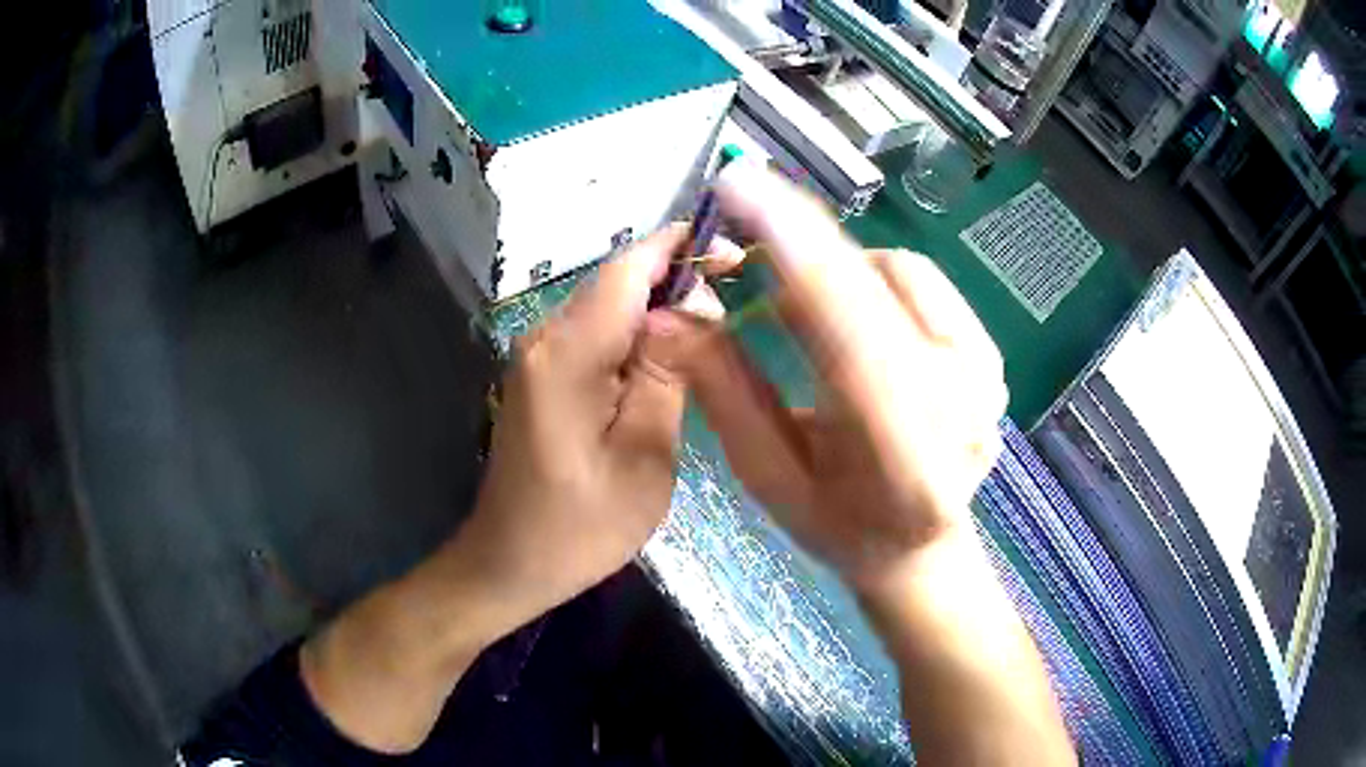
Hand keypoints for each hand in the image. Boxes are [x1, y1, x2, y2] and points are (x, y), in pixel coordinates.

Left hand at [300, 225, 740, 754]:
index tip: (734, 250)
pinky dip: (636, 332)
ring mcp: (537, 356)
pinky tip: (671, 352)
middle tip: (739, 290)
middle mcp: (545, 338)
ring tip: (717, 318)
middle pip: (617, 282)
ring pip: (608, 306)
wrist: (508, 562)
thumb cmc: (580, 527)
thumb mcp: (644, 457)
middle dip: (677, 275)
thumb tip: (689, 307)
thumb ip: (668, 374)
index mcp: (569, 353)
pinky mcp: (541, 376)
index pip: (628, 269)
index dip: (680, 247)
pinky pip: (595, 334)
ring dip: (659, 304)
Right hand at [666, 164, 1007, 594]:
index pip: (847, 322)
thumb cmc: (839, 527)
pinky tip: (855, 321)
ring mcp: (985, 372)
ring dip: (840, 274)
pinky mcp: (991, 353)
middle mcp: (961, 399)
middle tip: (747, 244)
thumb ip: (724, 390)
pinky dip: (874, 283)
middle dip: (801, 245)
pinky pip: (923, 283)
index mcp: (903, 450)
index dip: (790, 244)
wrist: (920, 549)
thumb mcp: (767, 474)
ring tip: (806, 316)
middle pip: (874, 280)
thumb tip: (670, 314)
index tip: (738, 185)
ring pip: (899, 270)